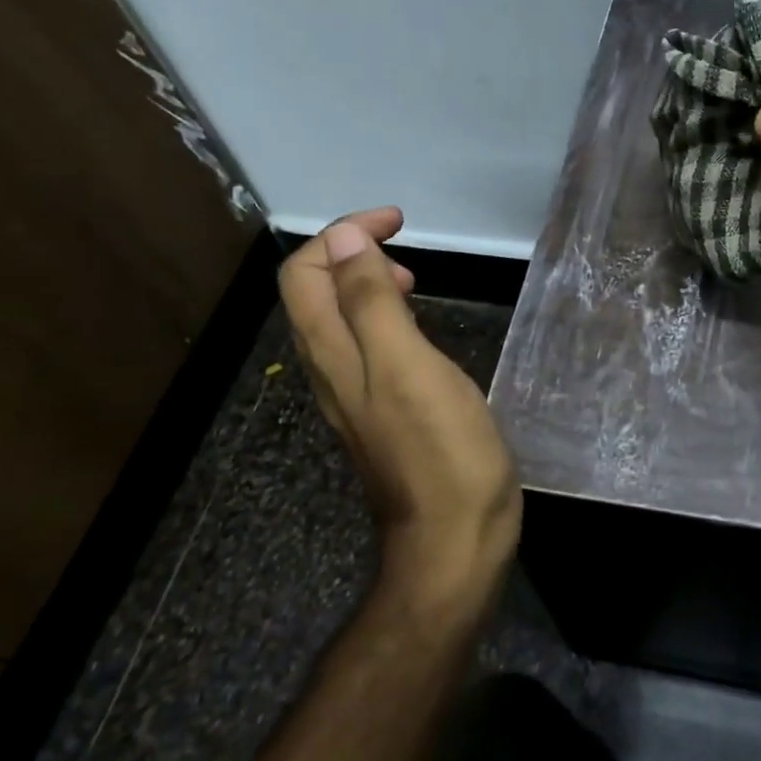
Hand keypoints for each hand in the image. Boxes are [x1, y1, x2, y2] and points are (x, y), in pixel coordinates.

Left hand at [279, 208, 521, 614]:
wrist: (454, 539)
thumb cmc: (442, 451)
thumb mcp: (408, 367)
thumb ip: (372, 303)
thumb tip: (346, 240)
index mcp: (333, 354)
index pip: (307, 273)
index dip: (342, 235)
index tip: (396, 222)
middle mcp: (332, 372)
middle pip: (314, 295)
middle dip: (350, 254)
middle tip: (404, 249)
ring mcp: (356, 398)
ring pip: (340, 323)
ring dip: (366, 285)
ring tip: (412, 280)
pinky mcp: (384, 416)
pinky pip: (367, 351)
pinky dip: (385, 321)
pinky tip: (419, 334)